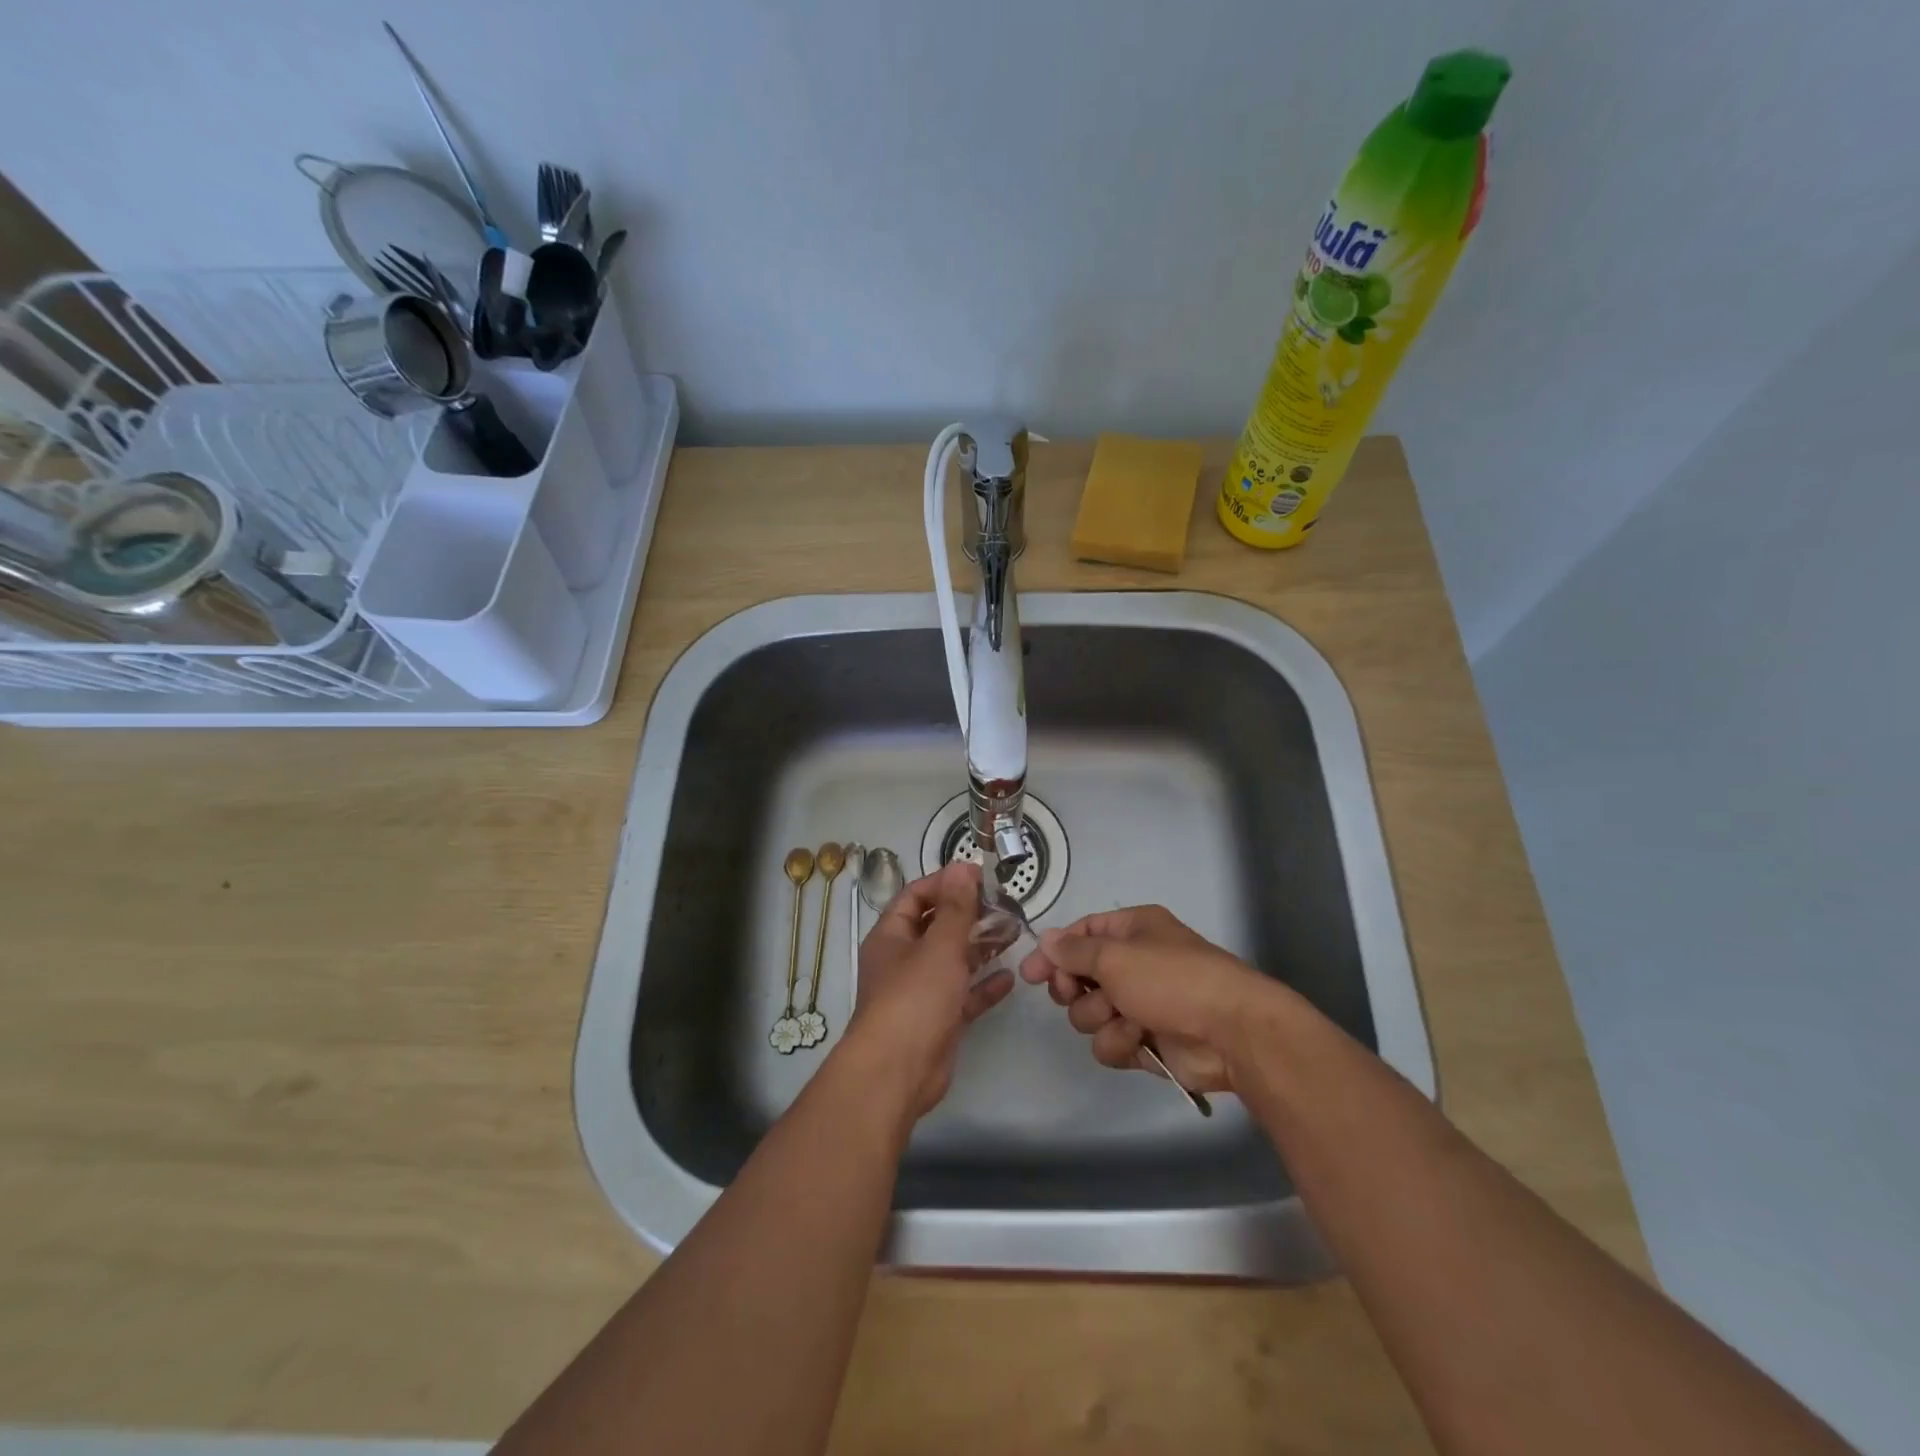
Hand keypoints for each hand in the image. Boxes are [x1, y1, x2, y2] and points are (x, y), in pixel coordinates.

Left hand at [844, 860, 1013, 1120]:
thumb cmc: (914, 998)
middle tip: (1003, 904)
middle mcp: (903, 960)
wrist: (897, 1072)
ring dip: (980, 947)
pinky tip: (1010, 978)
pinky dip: (983, 986)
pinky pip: (963, 996)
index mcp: (891, 936)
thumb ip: (956, 908)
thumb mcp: (939, 946)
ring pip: (952, 961)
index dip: (944, 883)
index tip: (978, 876)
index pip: (915, 897)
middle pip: (936, 927)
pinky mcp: (938, 1020)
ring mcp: (920, 992)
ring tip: (1013, 932)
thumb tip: (962, 866)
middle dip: (967, 914)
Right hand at [1018, 905, 1277, 1093]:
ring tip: (1125, 1018)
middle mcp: (1133, 963)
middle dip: (1074, 989)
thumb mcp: (1115, 956)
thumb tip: (1046, 940)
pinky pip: (1110, 1042)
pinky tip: (1140, 1040)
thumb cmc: (1171, 979)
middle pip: (1079, 976)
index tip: (1029, 973)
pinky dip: (1120, 1042)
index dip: (1054, 952)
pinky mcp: (1145, 1041)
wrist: (1230, 1031)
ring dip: (1100, 1018)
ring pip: (1089, 1014)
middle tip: (1075, 994)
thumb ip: (1074, 951)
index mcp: (1131, 930)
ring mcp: (1139, 1004)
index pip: (1080, 934)